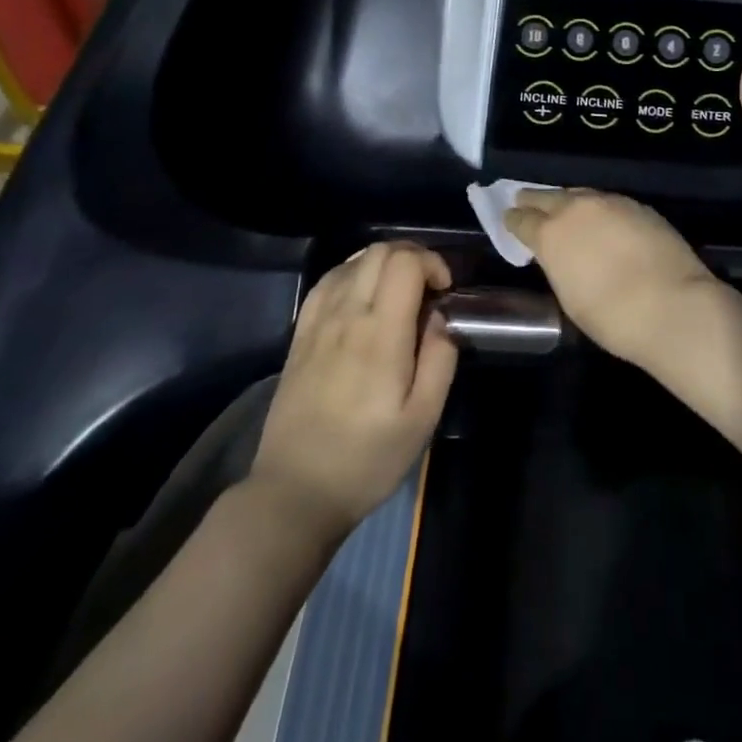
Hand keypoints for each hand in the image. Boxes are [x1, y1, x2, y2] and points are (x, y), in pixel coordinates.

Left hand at [250, 241, 457, 538]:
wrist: (296, 490)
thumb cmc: (368, 458)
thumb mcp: (423, 419)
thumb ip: (440, 359)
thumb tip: (441, 317)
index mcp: (381, 334)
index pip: (404, 263)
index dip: (432, 262)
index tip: (446, 291)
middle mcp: (347, 315)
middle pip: (380, 251)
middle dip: (413, 256)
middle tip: (429, 287)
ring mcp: (319, 322)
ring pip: (353, 260)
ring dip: (384, 262)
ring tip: (400, 291)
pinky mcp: (301, 333)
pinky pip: (328, 280)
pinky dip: (354, 272)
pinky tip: (364, 294)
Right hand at [502, 189, 717, 363]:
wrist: (673, 306)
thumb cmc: (612, 317)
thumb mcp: (570, 297)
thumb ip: (559, 266)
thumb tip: (561, 255)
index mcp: (551, 234)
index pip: (522, 219)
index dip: (513, 220)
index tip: (509, 218)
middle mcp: (576, 209)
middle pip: (547, 196)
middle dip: (534, 200)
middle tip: (524, 202)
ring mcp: (610, 202)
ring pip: (579, 194)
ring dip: (567, 201)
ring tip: (564, 209)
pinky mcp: (638, 206)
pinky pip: (607, 202)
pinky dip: (598, 208)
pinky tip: (601, 219)